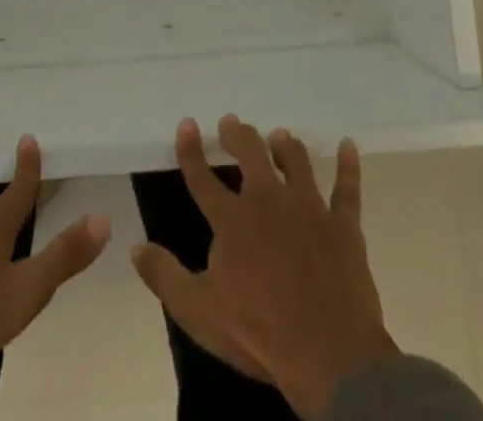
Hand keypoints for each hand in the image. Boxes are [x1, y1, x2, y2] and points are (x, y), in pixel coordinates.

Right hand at [131, 115, 398, 419]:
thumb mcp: (199, 312)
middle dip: (239, 135)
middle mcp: (268, 201)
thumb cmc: (260, 334)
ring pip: (296, 162)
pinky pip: (347, 189)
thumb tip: (135, 247)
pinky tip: (348, 145)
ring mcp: (309, 209)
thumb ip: (165, 276)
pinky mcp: (343, 226)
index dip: (191, 149)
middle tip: (233, 124)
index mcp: (232, 220)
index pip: (202, 176)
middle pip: (251, 154)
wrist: (331, 358)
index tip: (187, 124)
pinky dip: (348, 165)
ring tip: (279, 135)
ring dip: (285, 146)